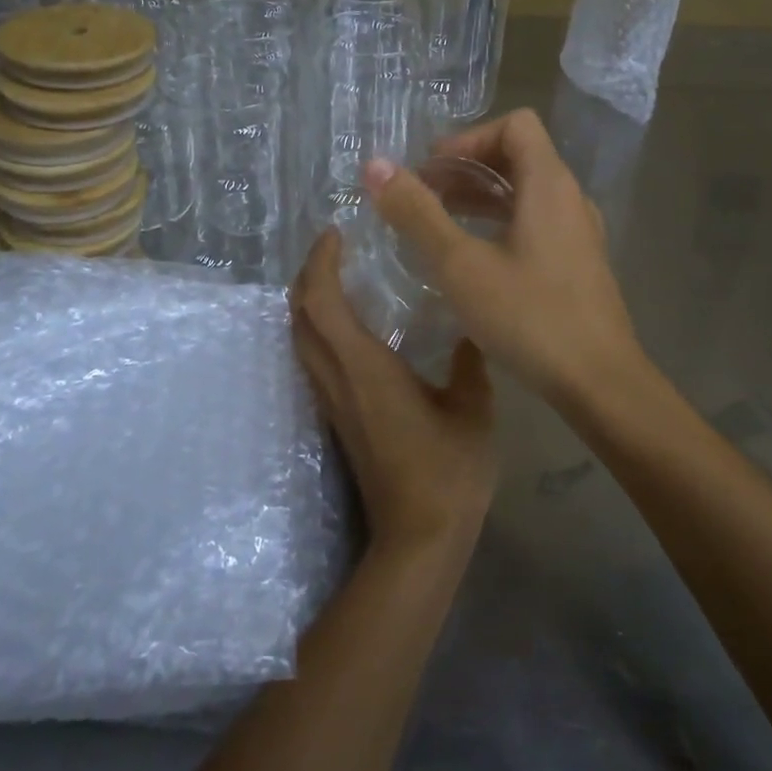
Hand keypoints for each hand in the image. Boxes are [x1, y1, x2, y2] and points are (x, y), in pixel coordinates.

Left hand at [290, 230, 495, 552]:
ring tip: (337, 276)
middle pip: (298, 315)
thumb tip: (468, 331)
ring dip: (308, 302)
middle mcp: (336, 378)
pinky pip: (313, 359)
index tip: (335, 231)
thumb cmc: (447, 470)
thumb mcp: (473, 408)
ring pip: (300, 339)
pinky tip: (348, 326)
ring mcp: (332, 401)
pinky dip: (318, 329)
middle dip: (306, 275)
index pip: (321, 301)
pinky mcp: (337, 419)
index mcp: (364, 366)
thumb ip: (468, 362)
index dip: (320, 261)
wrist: (417, 538)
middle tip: (333, 248)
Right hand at [366, 108, 641, 404]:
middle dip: (466, 168)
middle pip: (519, 156)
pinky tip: (471, 258)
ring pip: (526, 193)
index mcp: (550, 184)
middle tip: (422, 195)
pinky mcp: (578, 264)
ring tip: (437, 223)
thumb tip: (375, 166)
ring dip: (480, 197)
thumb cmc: (529, 317)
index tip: (432, 171)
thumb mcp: (460, 265)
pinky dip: (499, 224)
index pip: (515, 124)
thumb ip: (417, 213)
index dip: (469, 138)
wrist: (600, 383)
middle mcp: (570, 199)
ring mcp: (578, 233)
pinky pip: (535, 223)